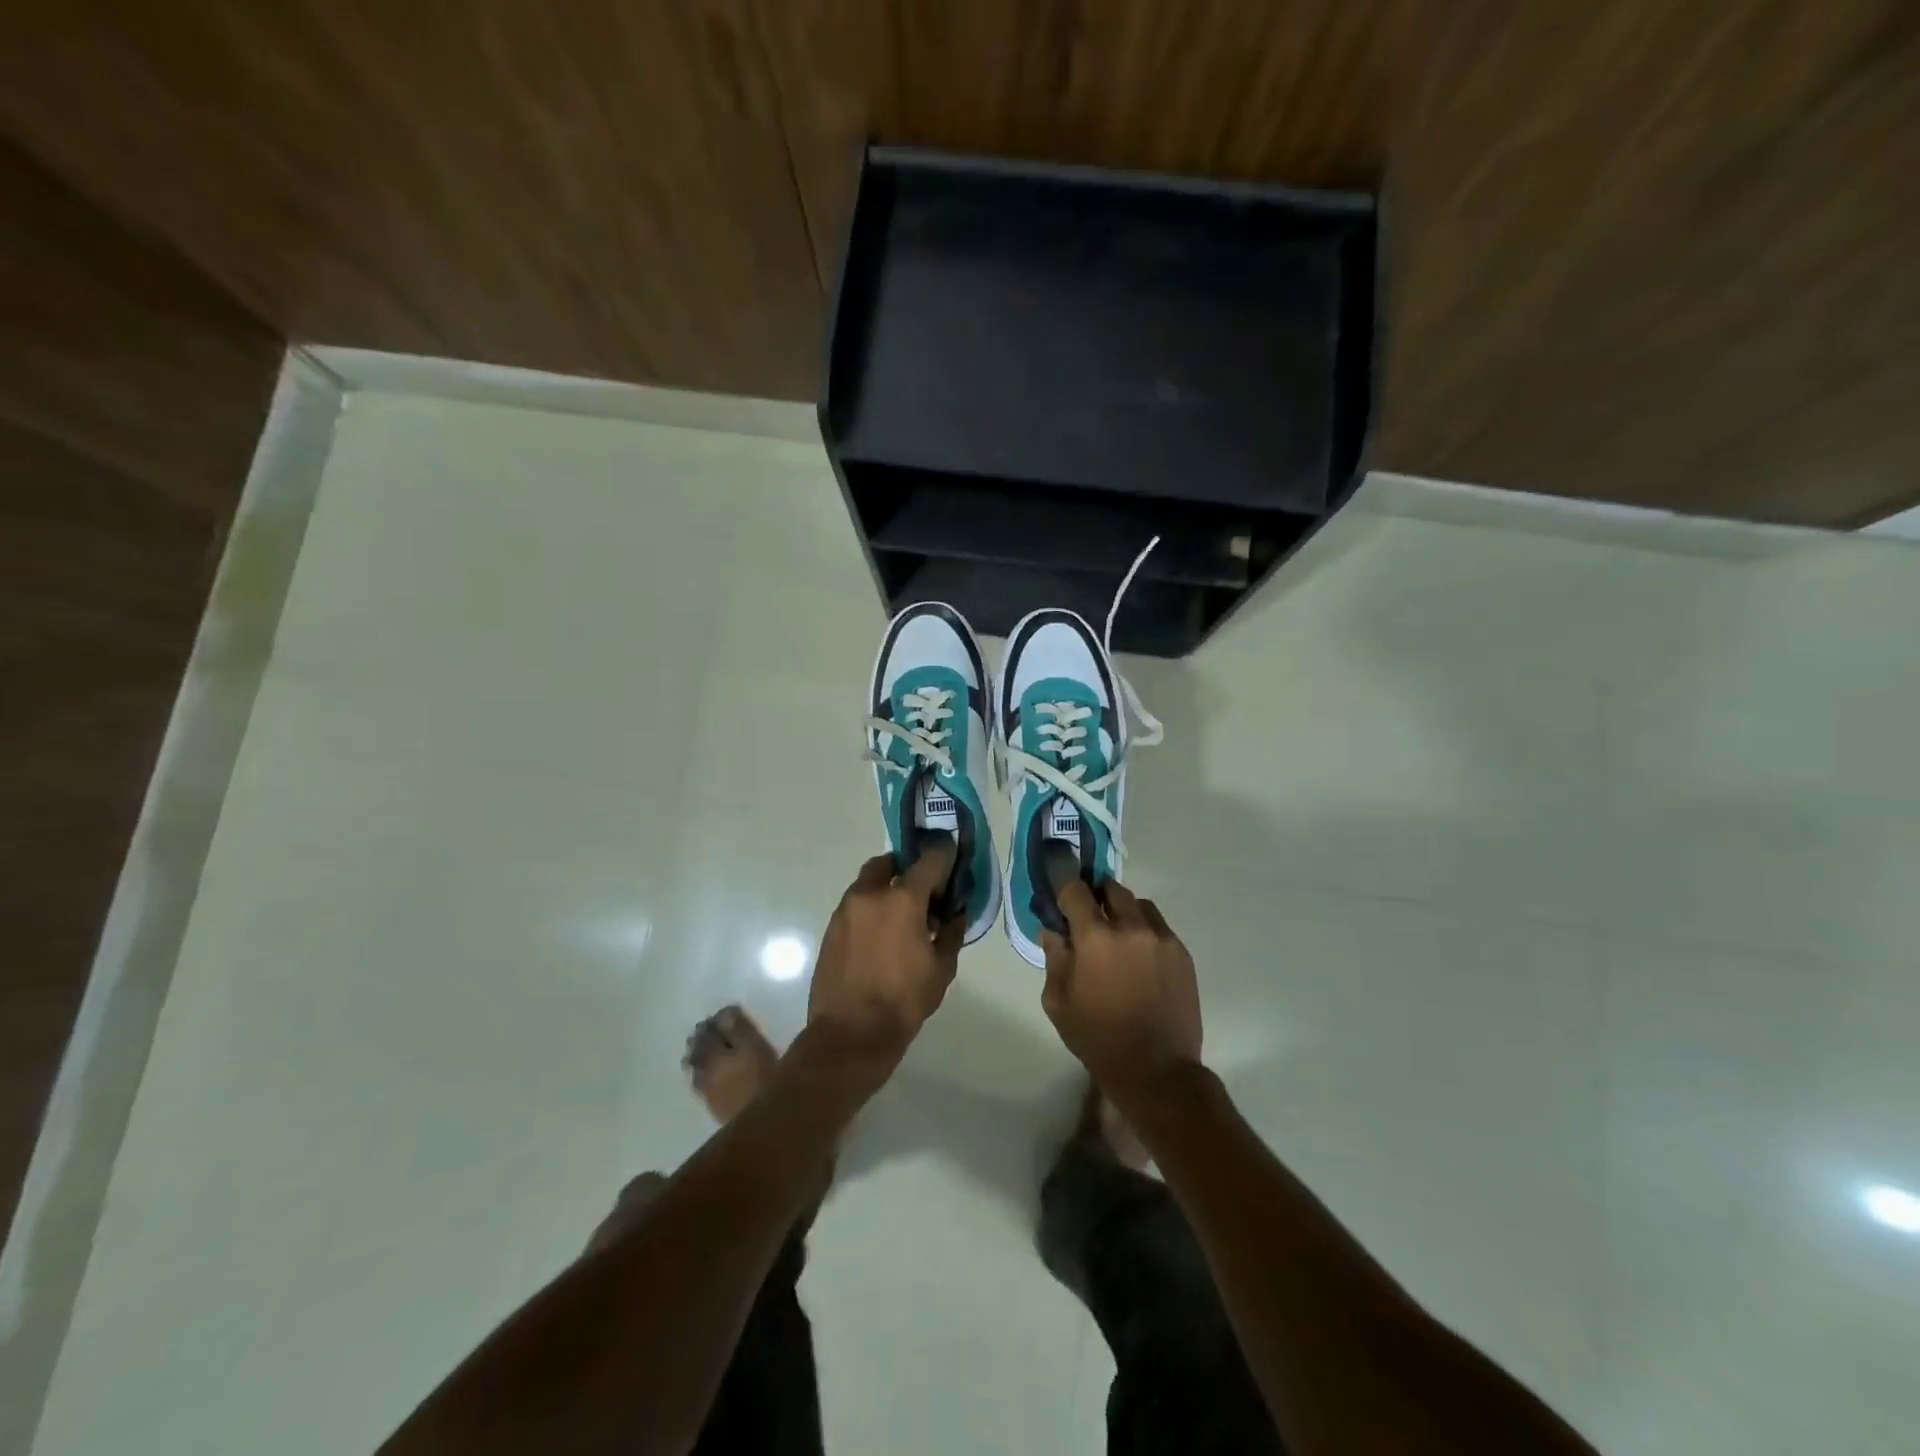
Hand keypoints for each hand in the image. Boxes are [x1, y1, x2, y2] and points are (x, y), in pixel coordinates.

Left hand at [803, 845, 963, 1082]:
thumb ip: (951, 932)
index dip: (945, 856)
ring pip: (869, 883)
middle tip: (924, 891)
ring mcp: (846, 909)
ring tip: (903, 916)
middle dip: (908, 869)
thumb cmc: (903, 1001)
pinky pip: (856, 904)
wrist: (850, 1034)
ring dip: (887, 888)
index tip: (953, 859)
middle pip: (890, 863)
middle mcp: (870, 894)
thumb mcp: (941, 968)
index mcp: (903, 899)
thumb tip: (955, 913)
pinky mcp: (831, 928)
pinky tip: (882, 934)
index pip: (930, 860)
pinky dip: (871, 908)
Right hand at [1039, 879, 1201, 1097]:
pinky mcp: (1182, 953)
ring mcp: (1162, 938)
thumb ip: (1054, 958)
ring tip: (1118, 937)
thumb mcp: (1058, 1002)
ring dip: (1123, 911)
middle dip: (1096, 896)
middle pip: (1111, 888)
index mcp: (1096, 937)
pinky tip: (1139, 957)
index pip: (1075, 890)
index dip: (1064, 887)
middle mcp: (1131, 927)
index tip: (1059, 895)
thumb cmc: (1098, 1038)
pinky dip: (1145, 930)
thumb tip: (1053, 930)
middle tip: (1088, 917)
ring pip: (1139, 904)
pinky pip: (1159, 926)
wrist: (1157, 1070)